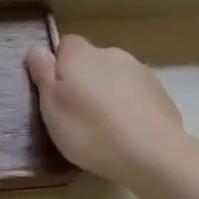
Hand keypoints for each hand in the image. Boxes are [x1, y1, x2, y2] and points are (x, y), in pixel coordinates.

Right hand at [26, 35, 195, 188]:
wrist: (152, 154)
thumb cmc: (89, 130)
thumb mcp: (51, 105)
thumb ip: (43, 73)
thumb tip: (37, 49)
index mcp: (81, 54)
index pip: (66, 44)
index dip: (59, 66)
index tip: (56, 93)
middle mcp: (111, 54)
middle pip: (91, 61)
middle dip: (84, 80)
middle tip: (77, 114)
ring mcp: (141, 72)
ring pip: (115, 77)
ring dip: (108, 93)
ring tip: (104, 127)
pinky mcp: (161, 94)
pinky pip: (136, 95)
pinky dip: (129, 107)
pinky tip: (127, 132)